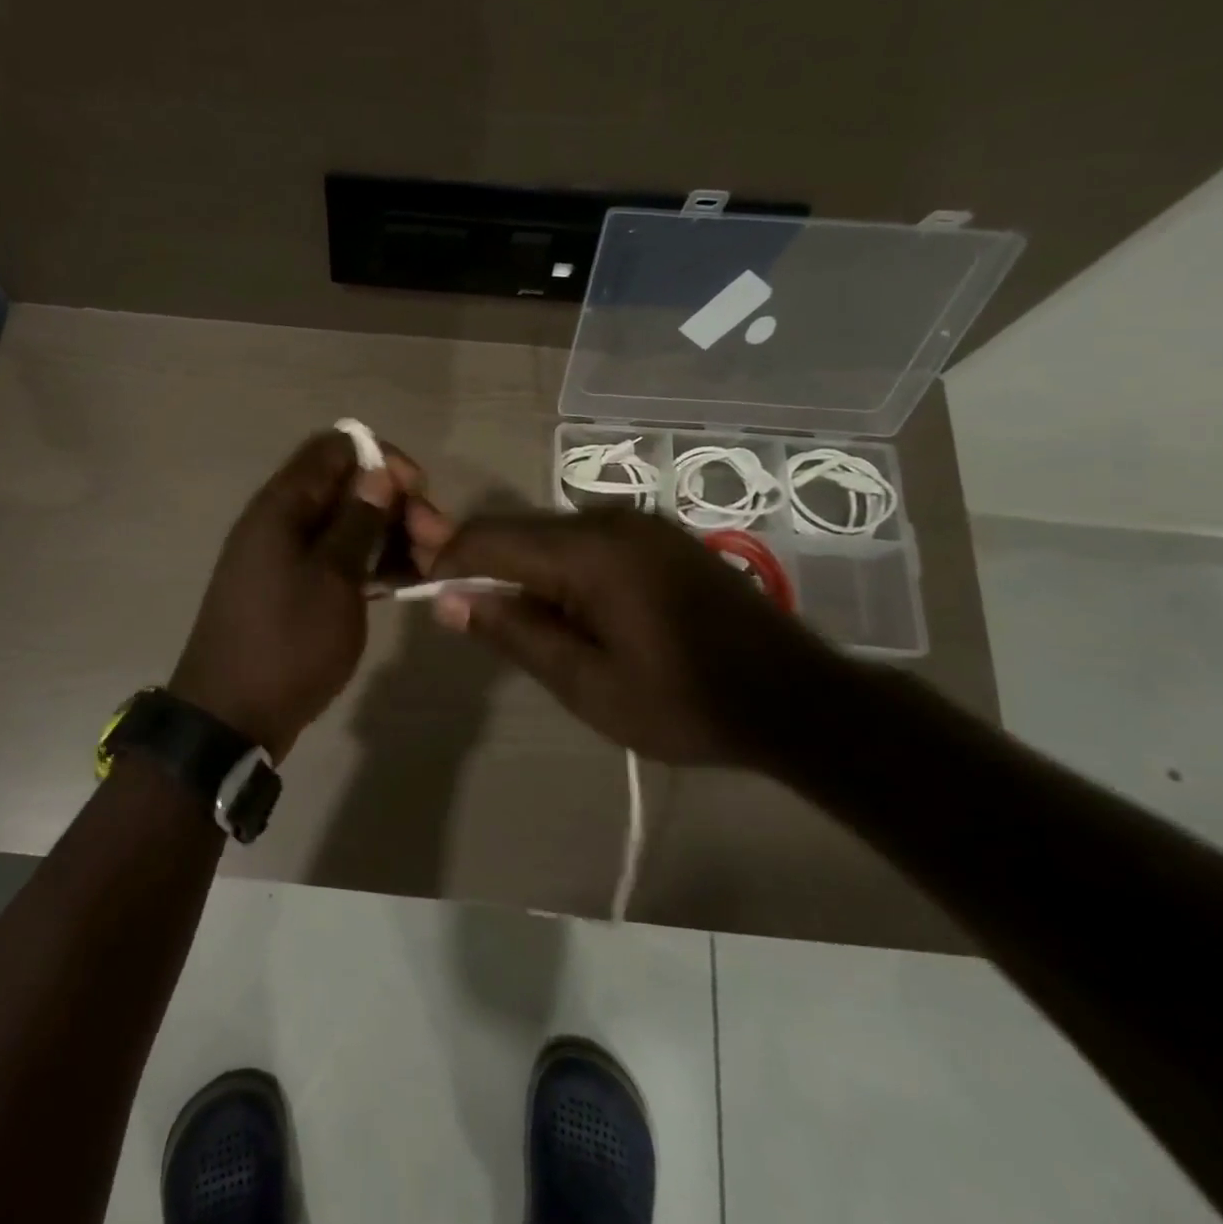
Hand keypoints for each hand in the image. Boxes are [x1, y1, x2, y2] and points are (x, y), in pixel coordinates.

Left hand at [169, 430, 420, 758]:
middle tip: (435, 540)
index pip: (335, 448)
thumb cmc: (287, 643)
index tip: (419, 490)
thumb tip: (380, 472)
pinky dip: (367, 563)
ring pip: (344, 525)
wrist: (232, 717)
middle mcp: (279, 521)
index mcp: (281, 506)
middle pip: (344, 487)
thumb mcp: (333, 580)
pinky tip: (402, 583)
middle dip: (394, 504)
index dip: (381, 460)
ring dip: (386, 536)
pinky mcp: (291, 589)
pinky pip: (335, 558)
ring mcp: (283, 557)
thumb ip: (358, 522)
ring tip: (427, 566)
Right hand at [411, 505, 845, 766]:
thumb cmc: (685, 703)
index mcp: (589, 552)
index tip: (424, 592)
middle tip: (471, 618)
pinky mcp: (660, 535)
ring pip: (551, 533)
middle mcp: (610, 520)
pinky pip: (587, 539)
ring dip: (524, 569)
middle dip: (483, 566)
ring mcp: (641, 523)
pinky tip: (575, 610)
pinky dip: (561, 567)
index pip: (490, 538)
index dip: (447, 559)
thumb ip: (514, 633)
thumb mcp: (587, 685)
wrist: (798, 701)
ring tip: (527, 625)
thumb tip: (447, 600)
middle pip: (519, 530)